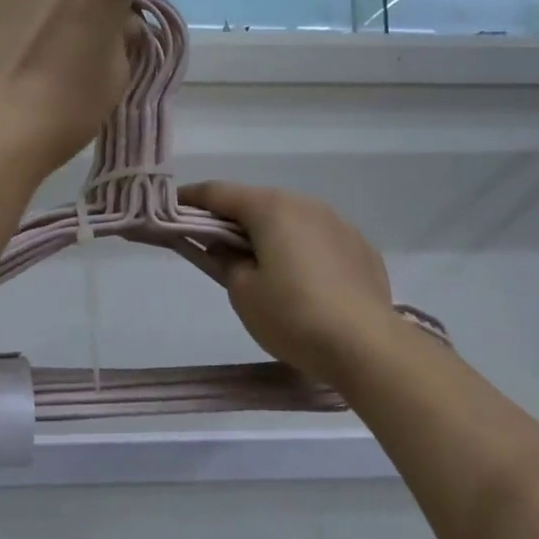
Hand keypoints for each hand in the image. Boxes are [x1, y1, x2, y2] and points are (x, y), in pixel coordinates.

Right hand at [178, 181, 402, 384]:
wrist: (367, 345)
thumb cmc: (293, 316)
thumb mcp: (243, 293)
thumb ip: (226, 261)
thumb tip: (225, 247)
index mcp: (271, 209)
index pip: (219, 193)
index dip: (191, 199)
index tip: (171, 208)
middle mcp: (306, 204)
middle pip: (258, 203)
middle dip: (232, 219)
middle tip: (212, 243)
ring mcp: (339, 224)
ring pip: (292, 220)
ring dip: (270, 233)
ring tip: (259, 264)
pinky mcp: (361, 249)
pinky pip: (319, 239)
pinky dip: (301, 249)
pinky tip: (302, 279)